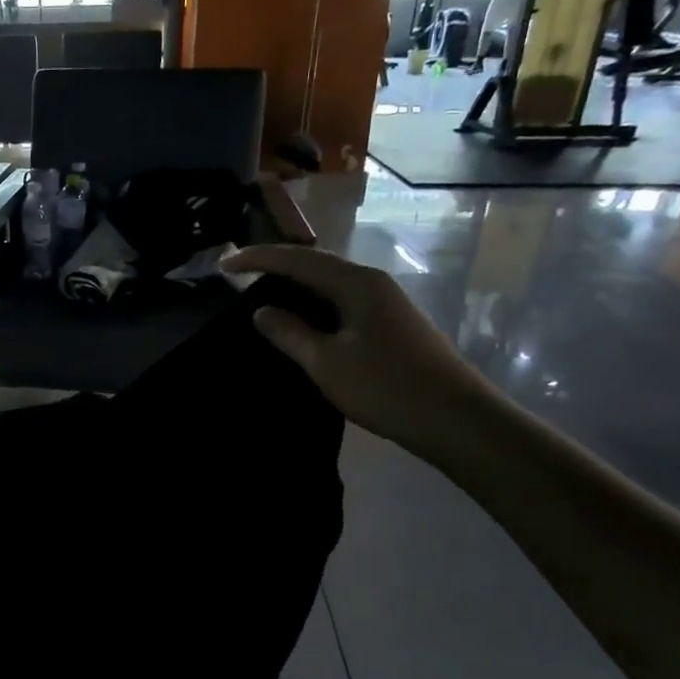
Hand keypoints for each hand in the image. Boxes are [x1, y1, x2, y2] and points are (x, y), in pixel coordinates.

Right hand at [223, 244, 497, 456]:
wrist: (456, 419)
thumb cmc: (386, 387)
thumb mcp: (326, 362)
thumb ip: (290, 333)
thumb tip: (262, 311)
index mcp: (356, 283)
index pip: (297, 259)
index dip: (258, 259)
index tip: (223, 265)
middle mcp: (372, 283)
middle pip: (315, 264)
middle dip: (276, 265)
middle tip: (239, 275)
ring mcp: (386, 303)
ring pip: (330, 283)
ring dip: (295, 285)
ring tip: (262, 293)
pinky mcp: (391, 324)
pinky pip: (342, 301)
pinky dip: (314, 304)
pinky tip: (302, 320)